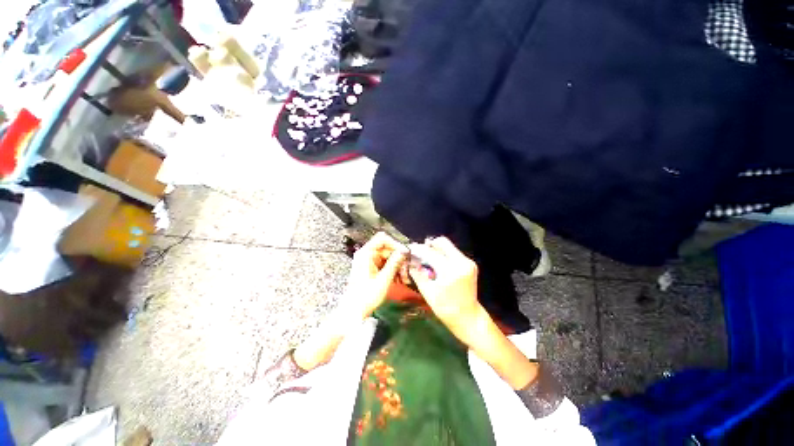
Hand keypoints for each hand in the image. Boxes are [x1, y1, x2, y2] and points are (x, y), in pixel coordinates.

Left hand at [345, 232, 408, 317]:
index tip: (405, 254)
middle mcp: (367, 254)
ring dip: (398, 265)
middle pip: (387, 248)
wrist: (354, 311)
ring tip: (404, 278)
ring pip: (389, 257)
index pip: (383, 239)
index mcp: (366, 253)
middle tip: (407, 270)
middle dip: (399, 258)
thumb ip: (394, 263)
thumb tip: (404, 251)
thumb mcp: (383, 280)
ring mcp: (369, 261)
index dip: (395, 244)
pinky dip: (394, 270)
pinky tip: (400, 280)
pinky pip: (386, 264)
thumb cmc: (366, 296)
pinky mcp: (372, 268)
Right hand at [408, 237, 485, 343]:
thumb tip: (409, 261)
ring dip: (436, 250)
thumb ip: (418, 274)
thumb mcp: (428, 292)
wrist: (469, 318)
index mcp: (451, 270)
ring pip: (448, 246)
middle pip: (442, 242)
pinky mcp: (470, 264)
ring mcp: (468, 262)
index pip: (430, 253)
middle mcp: (462, 262)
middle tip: (420, 254)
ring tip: (427, 260)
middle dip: (429, 246)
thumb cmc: (446, 308)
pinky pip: (453, 253)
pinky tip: (437, 265)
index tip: (410, 249)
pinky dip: (443, 255)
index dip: (418, 249)